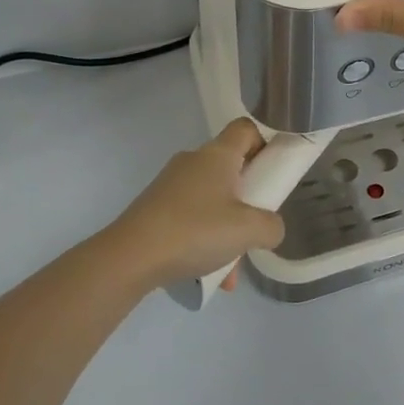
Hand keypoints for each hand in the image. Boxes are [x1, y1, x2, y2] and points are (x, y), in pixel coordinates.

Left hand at [102, 119, 286, 287]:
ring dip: (227, 227)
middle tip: (256, 222)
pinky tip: (209, 275)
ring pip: (212, 199)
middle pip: (231, 167)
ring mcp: (171, 185)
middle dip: (249, 196)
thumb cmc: (195, 231)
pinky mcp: (155, 208)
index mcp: (217, 155)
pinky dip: (204, 240)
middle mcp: (193, 162)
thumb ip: (272, 226)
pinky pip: (191, 218)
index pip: (247, 129)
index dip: (265, 143)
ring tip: (232, 266)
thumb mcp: (248, 231)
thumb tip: (271, 228)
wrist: (129, 258)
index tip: (274, 172)